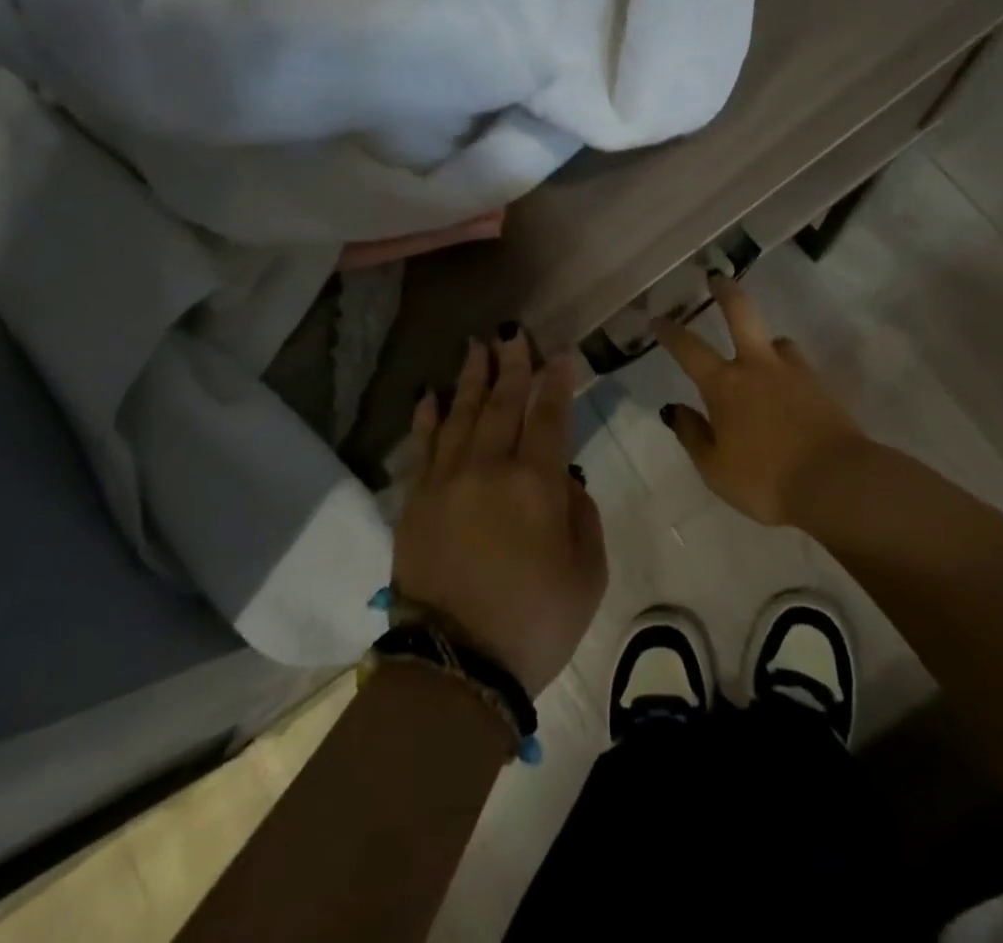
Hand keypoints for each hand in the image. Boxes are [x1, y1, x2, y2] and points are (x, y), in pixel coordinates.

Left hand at [392, 331, 607, 696]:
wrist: (455, 667)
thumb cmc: (535, 623)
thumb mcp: (586, 574)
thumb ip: (582, 516)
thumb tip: (564, 482)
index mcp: (535, 483)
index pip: (549, 416)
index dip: (557, 382)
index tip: (562, 354)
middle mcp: (488, 468)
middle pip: (502, 404)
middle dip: (512, 365)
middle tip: (514, 333)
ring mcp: (446, 481)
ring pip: (461, 415)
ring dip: (471, 378)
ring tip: (476, 347)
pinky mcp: (415, 501)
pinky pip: (422, 447)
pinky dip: (427, 417)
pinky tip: (431, 394)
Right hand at [653, 275, 866, 525]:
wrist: (838, 483)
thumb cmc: (766, 480)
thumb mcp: (715, 469)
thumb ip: (692, 435)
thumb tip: (674, 408)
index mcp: (725, 385)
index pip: (690, 349)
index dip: (671, 332)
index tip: (658, 319)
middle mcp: (758, 367)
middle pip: (741, 314)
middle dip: (725, 292)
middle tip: (716, 277)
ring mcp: (795, 374)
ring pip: (778, 341)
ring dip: (766, 341)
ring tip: (762, 353)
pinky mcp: (823, 388)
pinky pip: (799, 368)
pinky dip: (788, 370)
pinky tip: (789, 389)